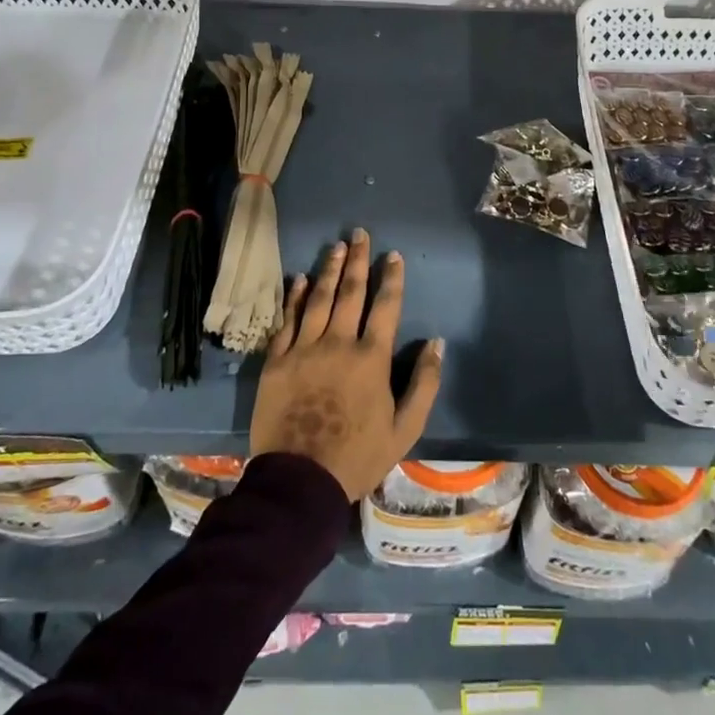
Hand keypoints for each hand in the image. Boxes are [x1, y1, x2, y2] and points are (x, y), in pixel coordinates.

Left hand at [249, 228, 444, 501]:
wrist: (300, 480)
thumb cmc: (357, 456)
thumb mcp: (405, 428)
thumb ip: (424, 383)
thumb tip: (436, 343)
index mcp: (371, 358)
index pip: (385, 306)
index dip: (391, 278)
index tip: (392, 255)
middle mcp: (338, 343)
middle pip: (350, 292)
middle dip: (357, 261)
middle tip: (359, 234)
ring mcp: (304, 349)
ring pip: (318, 299)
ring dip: (328, 269)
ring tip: (336, 246)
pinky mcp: (277, 360)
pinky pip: (287, 320)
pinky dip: (295, 297)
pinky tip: (300, 279)